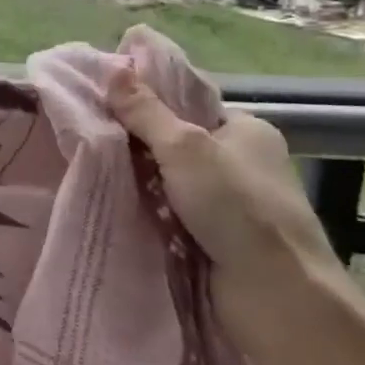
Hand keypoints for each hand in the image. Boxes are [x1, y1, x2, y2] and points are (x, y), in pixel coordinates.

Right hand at [106, 64, 344, 346]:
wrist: (277, 297)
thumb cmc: (238, 209)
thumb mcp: (184, 147)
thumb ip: (145, 110)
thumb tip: (112, 67)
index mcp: (247, 130)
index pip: (186, 104)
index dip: (146, 101)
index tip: (102, 103)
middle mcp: (242, 162)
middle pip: (173, 141)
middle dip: (135, 143)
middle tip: (88, 137)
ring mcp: (230, 202)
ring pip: (167, 179)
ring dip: (137, 179)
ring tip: (89, 167)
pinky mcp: (216, 236)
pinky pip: (168, 211)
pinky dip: (146, 209)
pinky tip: (112, 202)